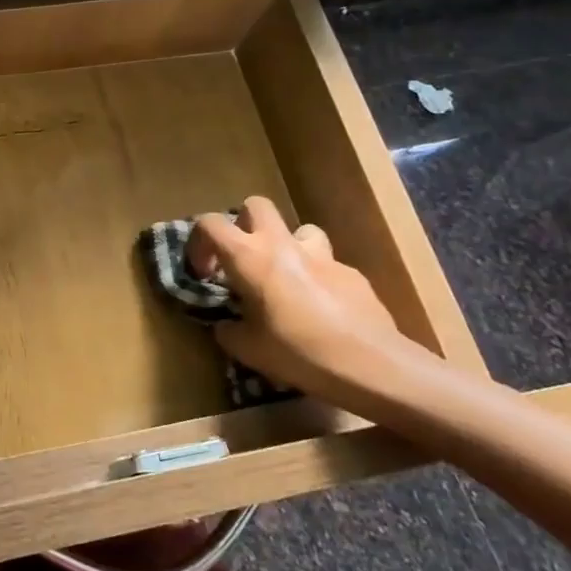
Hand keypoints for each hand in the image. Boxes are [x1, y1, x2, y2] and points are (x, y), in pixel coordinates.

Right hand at [187, 198, 398, 394]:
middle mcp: (282, 245)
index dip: (199, 243)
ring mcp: (322, 255)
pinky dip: (316, 277)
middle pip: (256, 206)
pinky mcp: (352, 272)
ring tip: (286, 278)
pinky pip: (326, 264)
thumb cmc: (299, 353)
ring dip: (287, 246)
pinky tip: (321, 309)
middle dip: (244, 225)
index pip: (210, 223)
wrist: (371, 365)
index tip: (205, 274)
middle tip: (243, 260)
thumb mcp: (248, 350)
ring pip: (298, 229)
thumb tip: (225, 325)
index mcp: (249, 257)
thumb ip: (228, 330)